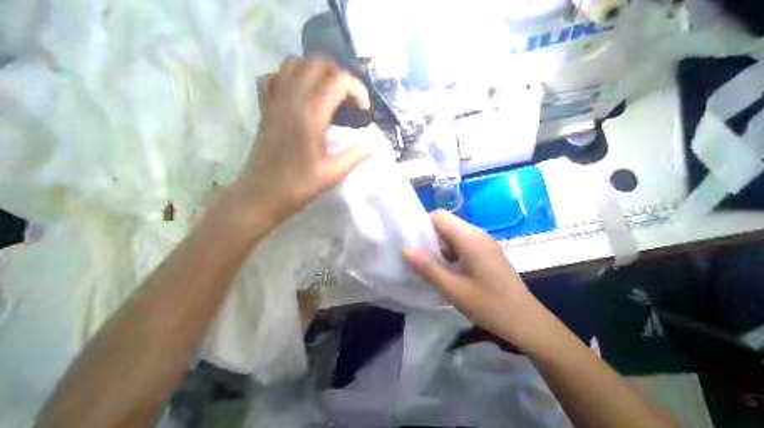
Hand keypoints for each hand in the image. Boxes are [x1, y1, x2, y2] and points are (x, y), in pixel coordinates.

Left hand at [235, 58, 374, 227]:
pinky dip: (286, 78)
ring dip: (313, 70)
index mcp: (311, 115)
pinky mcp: (264, 108)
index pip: (338, 81)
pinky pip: (272, 77)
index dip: (357, 89)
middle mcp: (292, 100)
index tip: (364, 109)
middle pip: (316, 62)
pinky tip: (297, 95)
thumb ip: (355, 156)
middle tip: (347, 95)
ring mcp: (274, 101)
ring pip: (292, 63)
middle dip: (338, 73)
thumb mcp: (332, 174)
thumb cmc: (298, 187)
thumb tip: (373, 145)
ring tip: (325, 90)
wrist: (260, 195)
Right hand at [403, 211, 546, 347]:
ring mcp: (485, 243)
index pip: (439, 216)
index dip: (422, 226)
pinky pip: (464, 244)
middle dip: (430, 239)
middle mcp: (478, 234)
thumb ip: (428, 268)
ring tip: (432, 269)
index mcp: (470, 238)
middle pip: (446, 224)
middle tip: (419, 261)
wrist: (525, 320)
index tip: (412, 245)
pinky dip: (452, 254)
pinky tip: (449, 273)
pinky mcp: (488, 253)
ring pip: (454, 235)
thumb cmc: (489, 305)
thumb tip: (405, 250)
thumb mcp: (453, 289)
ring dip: (440, 248)